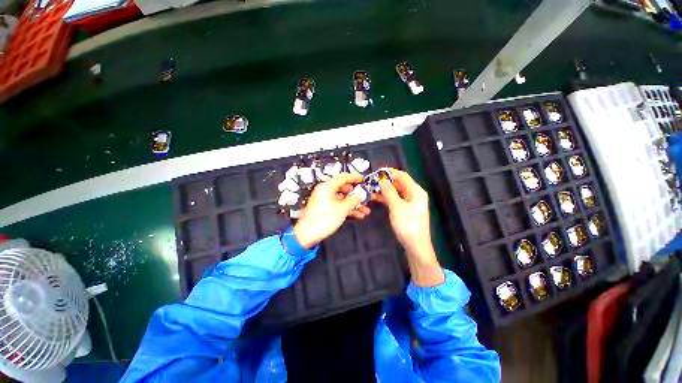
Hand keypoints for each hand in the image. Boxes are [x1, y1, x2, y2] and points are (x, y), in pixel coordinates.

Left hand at [293, 173, 370, 248]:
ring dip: (354, 204)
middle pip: (343, 188)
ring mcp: (324, 200)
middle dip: (355, 193)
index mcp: (326, 187)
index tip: (362, 178)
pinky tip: (358, 215)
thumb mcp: (341, 209)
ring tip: (365, 209)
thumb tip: (359, 196)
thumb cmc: (323, 220)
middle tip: (364, 195)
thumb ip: (352, 201)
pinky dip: (347, 209)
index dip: (354, 177)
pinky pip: (338, 205)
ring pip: (342, 198)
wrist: (306, 235)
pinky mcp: (324, 208)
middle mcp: (325, 191)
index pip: (342, 177)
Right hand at [374, 169, 442, 286]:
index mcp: (415, 191)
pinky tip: (376, 198)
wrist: (415, 245)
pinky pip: (394, 200)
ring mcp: (409, 202)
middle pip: (399, 183)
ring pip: (395, 192)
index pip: (402, 176)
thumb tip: (382, 180)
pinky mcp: (404, 210)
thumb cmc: (407, 224)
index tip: (377, 172)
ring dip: (384, 190)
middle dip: (385, 182)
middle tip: (371, 182)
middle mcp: (413, 194)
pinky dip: (386, 198)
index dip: (390, 172)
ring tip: (371, 190)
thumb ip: (389, 191)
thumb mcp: (397, 206)